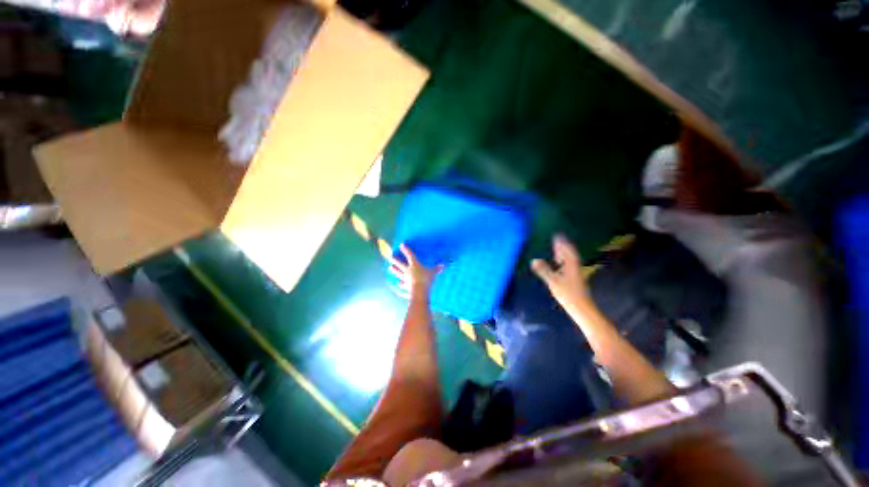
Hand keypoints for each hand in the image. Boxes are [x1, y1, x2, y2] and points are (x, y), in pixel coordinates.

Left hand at [389, 244, 440, 297]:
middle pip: (400, 264)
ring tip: (390, 267)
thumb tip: (443, 265)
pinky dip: (401, 283)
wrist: (419, 291)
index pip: (410, 255)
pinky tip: (399, 283)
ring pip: (398, 273)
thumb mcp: (433, 273)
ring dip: (394, 270)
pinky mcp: (405, 286)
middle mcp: (408, 270)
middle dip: (395, 260)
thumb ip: (437, 269)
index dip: (406, 250)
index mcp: (415, 265)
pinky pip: (402, 284)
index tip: (401, 245)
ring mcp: (406, 278)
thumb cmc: (426, 279)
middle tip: (390, 257)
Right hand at [531, 234, 591, 308]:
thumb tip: (533, 260)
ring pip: (570, 261)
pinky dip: (563, 263)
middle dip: (563, 247)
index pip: (568, 250)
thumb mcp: (553, 282)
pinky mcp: (576, 280)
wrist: (582, 309)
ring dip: (563, 255)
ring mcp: (576, 274)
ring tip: (556, 253)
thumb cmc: (568, 294)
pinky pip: (569, 267)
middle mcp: (575, 268)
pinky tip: (558, 267)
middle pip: (570, 254)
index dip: (562, 243)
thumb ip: (543, 270)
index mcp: (571, 266)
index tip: (556, 235)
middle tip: (556, 241)